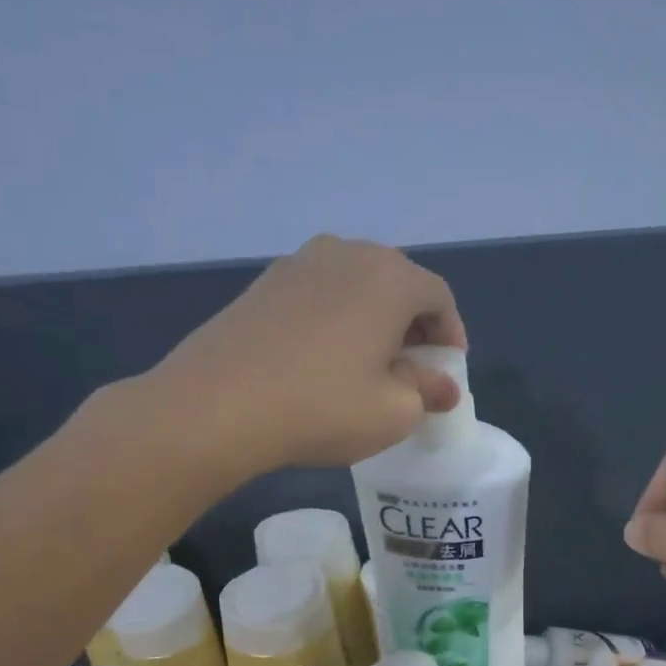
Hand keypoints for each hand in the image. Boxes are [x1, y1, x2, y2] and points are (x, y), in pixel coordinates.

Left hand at [140, 236, 465, 473]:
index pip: (439, 297)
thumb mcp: (393, 412)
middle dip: (413, 325)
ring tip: (367, 363)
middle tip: (412, 368)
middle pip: (397, 283)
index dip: (450, 335)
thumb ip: (427, 392)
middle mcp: (347, 253)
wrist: (215, 405)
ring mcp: (299, 262)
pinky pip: (319, 293)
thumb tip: (442, 387)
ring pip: (356, 285)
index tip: (446, 372)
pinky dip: (336, 318)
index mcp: (389, 278)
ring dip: (373, 319)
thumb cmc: (321, 406)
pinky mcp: (263, 282)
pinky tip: (322, 358)